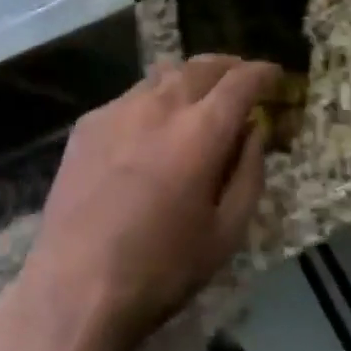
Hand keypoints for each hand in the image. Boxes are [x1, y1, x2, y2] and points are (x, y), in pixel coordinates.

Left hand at [16, 56, 274, 350]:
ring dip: (189, 78)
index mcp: (200, 131)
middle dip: (227, 66)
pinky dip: (153, 100)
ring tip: (200, 93)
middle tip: (241, 77)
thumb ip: (248, 173)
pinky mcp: (89, 121)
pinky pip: (131, 98)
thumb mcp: (226, 233)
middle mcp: (160, 105)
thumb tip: (254, 130)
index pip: (240, 82)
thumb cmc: (162, 268)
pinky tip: (152, 126)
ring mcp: (119, 108)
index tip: (275, 74)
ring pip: (163, 76)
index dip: (262, 73)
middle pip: (200, 67)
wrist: (75, 284)